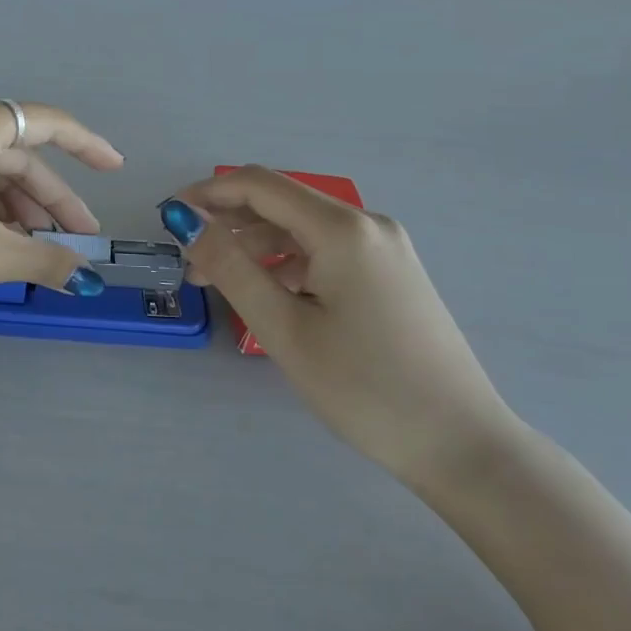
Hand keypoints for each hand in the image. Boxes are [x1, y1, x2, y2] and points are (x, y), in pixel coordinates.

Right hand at [161, 167, 519, 487]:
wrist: (463, 446)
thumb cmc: (364, 389)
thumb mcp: (283, 329)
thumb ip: (229, 266)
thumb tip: (187, 220)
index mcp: (342, 228)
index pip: (258, 184)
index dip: (206, 193)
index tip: (167, 218)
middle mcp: (366, 224)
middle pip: (280, 202)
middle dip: (227, 223)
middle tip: (189, 264)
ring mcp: (384, 248)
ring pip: (301, 228)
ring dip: (254, 245)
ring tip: (219, 285)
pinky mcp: (390, 272)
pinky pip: (325, 250)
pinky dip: (286, 262)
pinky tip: (268, 294)